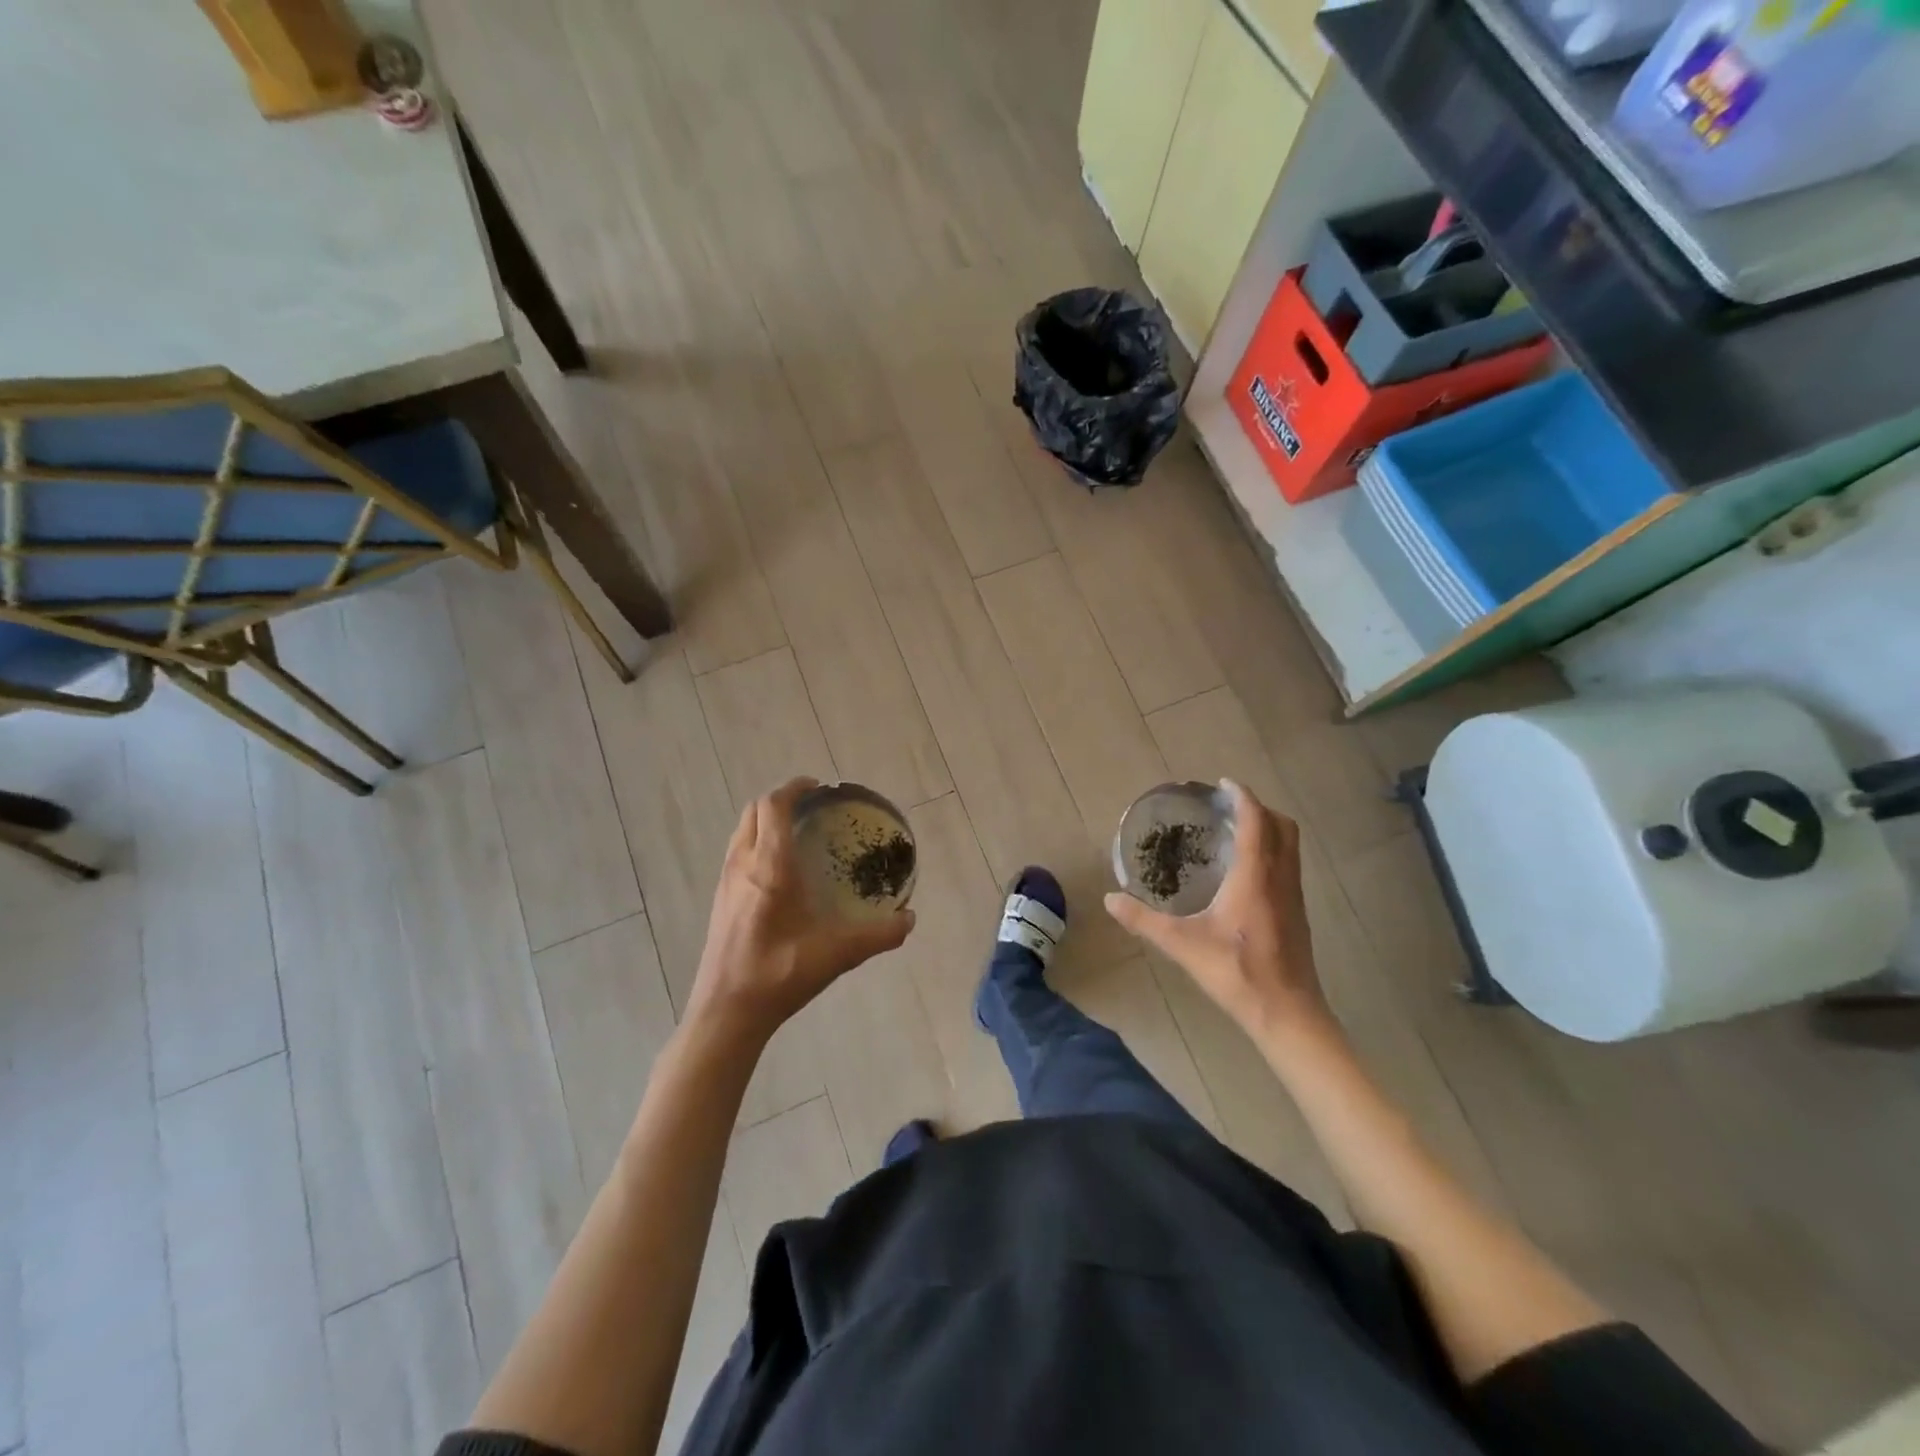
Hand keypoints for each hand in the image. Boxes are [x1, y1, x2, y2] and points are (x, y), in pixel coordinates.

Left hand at [685, 778, 914, 1045]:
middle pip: (754, 810)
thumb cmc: (778, 975)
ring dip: (766, 820)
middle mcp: (742, 864)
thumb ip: (878, 935)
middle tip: (813, 807)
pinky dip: (757, 841)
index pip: (774, 806)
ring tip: (798, 831)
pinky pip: (737, 851)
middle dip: (781, 800)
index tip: (819, 787)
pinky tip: (779, 870)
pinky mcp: (720, 899)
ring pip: (742, 830)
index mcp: (769, 866)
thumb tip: (910, 919)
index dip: (795, 788)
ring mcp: (726, 881)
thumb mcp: (837, 954)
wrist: (726, 1013)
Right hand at [1105, 781, 1331, 1042]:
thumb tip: (1110, 899)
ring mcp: (1294, 895)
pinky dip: (1272, 851)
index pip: (1255, 820)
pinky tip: (1246, 871)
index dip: (1242, 797)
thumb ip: (1144, 920)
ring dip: (1268, 829)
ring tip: (1236, 831)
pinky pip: (1289, 865)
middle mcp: (1280, 878)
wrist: (1287, 1013)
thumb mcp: (1182, 945)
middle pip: (1282, 826)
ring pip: (1290, 846)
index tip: (1223, 784)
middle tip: (1227, 807)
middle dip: (1258, 808)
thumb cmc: (1236, 972)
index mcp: (1255, 876)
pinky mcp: (1297, 912)